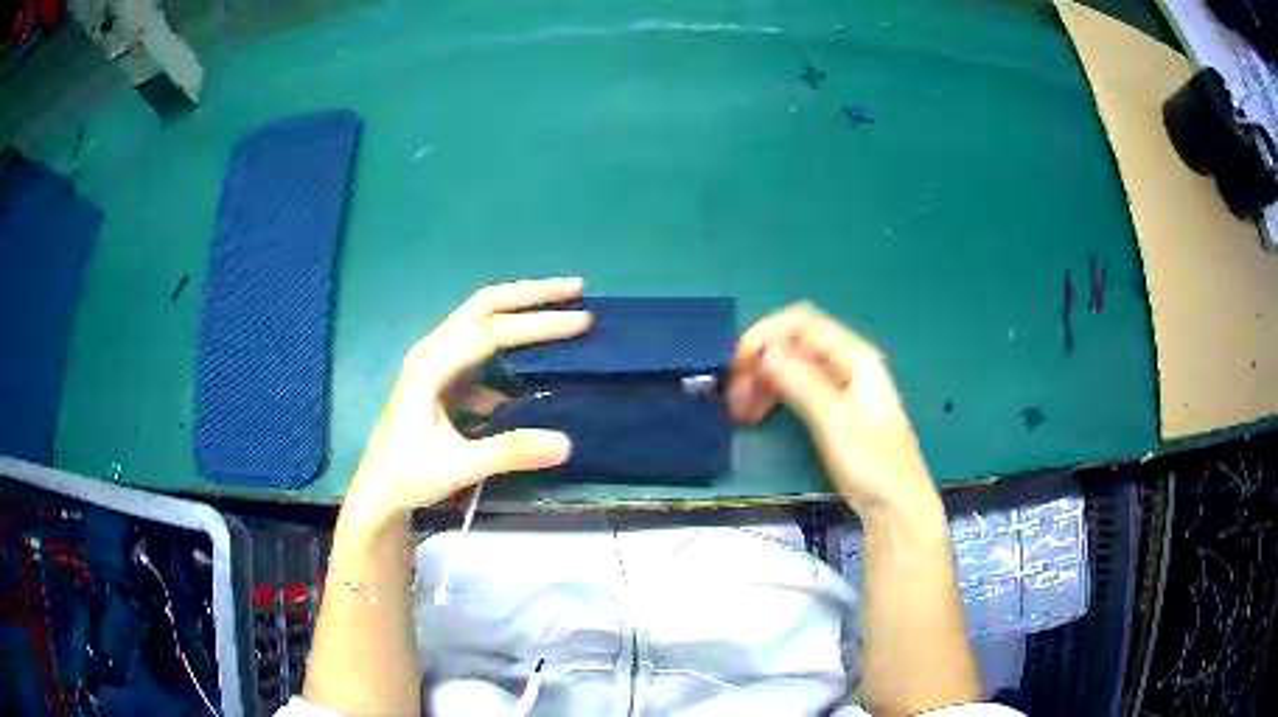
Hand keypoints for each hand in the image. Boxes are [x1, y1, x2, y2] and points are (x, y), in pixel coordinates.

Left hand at [343, 278, 591, 532]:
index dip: (537, 324)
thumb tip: (566, 442)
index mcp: (431, 364)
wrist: (378, 492)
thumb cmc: (409, 475)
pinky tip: (530, 378)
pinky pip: (481, 355)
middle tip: (575, 288)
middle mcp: (432, 351)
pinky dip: (510, 355)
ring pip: (482, 324)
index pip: (491, 331)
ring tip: (561, 316)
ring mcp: (435, 363)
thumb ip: (509, 452)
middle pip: (484, 306)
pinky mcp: (442, 379)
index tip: (581, 320)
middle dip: (530, 294)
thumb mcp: (459, 467)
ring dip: (521, 316)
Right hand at [728, 303, 937, 514]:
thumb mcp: (834, 421)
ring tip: (738, 411)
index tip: (738, 364)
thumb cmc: (871, 463)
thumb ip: (802, 383)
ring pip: (792, 367)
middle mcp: (847, 363)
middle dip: (761, 361)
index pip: (801, 323)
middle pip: (794, 344)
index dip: (766, 335)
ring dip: (763, 381)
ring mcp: (840, 386)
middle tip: (734, 395)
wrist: (895, 504)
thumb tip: (766, 354)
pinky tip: (755, 414)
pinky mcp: (833, 408)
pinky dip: (774, 397)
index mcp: (854, 356)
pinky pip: (796, 389)